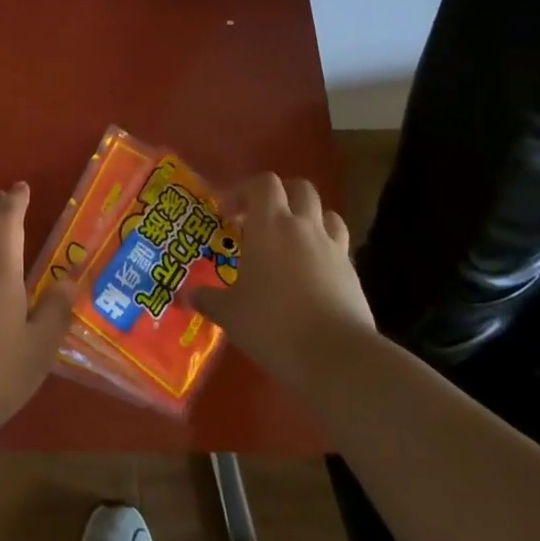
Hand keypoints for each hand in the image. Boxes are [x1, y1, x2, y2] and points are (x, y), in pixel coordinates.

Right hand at [192, 174, 372, 387]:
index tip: (229, 214)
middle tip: (262, 219)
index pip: (263, 183)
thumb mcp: (230, 314)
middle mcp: (303, 227)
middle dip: (282, 196)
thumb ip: (208, 300)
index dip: (244, 191)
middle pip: (300, 188)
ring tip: (292, 242)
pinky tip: (312, 274)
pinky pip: (339, 246)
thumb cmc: (273, 325)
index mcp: (269, 226)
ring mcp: (333, 248)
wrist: (336, 356)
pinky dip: (325, 249)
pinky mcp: (353, 272)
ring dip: (309, 219)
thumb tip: (186, 296)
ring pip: (326, 214)